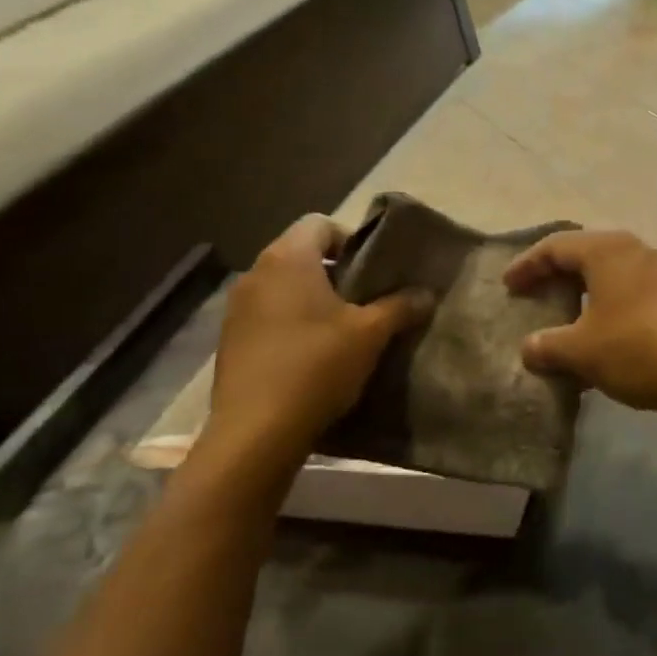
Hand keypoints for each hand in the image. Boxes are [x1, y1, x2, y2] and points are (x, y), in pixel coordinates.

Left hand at [200, 215, 431, 470]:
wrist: (256, 432)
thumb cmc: (317, 366)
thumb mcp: (371, 334)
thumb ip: (401, 306)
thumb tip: (427, 293)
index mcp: (288, 258)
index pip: (320, 223)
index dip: (350, 239)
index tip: (371, 271)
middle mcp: (256, 273)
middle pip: (300, 253)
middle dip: (333, 271)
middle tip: (364, 300)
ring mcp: (236, 307)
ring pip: (282, 286)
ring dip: (310, 298)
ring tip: (339, 329)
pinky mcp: (229, 340)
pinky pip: (266, 315)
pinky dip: (289, 322)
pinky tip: (309, 355)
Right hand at [504, 230, 656, 429]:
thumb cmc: (640, 348)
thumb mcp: (583, 351)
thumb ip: (549, 345)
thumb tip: (529, 347)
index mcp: (608, 251)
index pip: (555, 246)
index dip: (527, 265)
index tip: (507, 286)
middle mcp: (637, 252)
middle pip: (586, 257)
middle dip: (558, 277)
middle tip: (535, 297)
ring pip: (613, 280)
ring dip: (586, 299)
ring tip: (567, 323)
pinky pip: (635, 299)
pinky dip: (612, 314)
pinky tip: (606, 344)